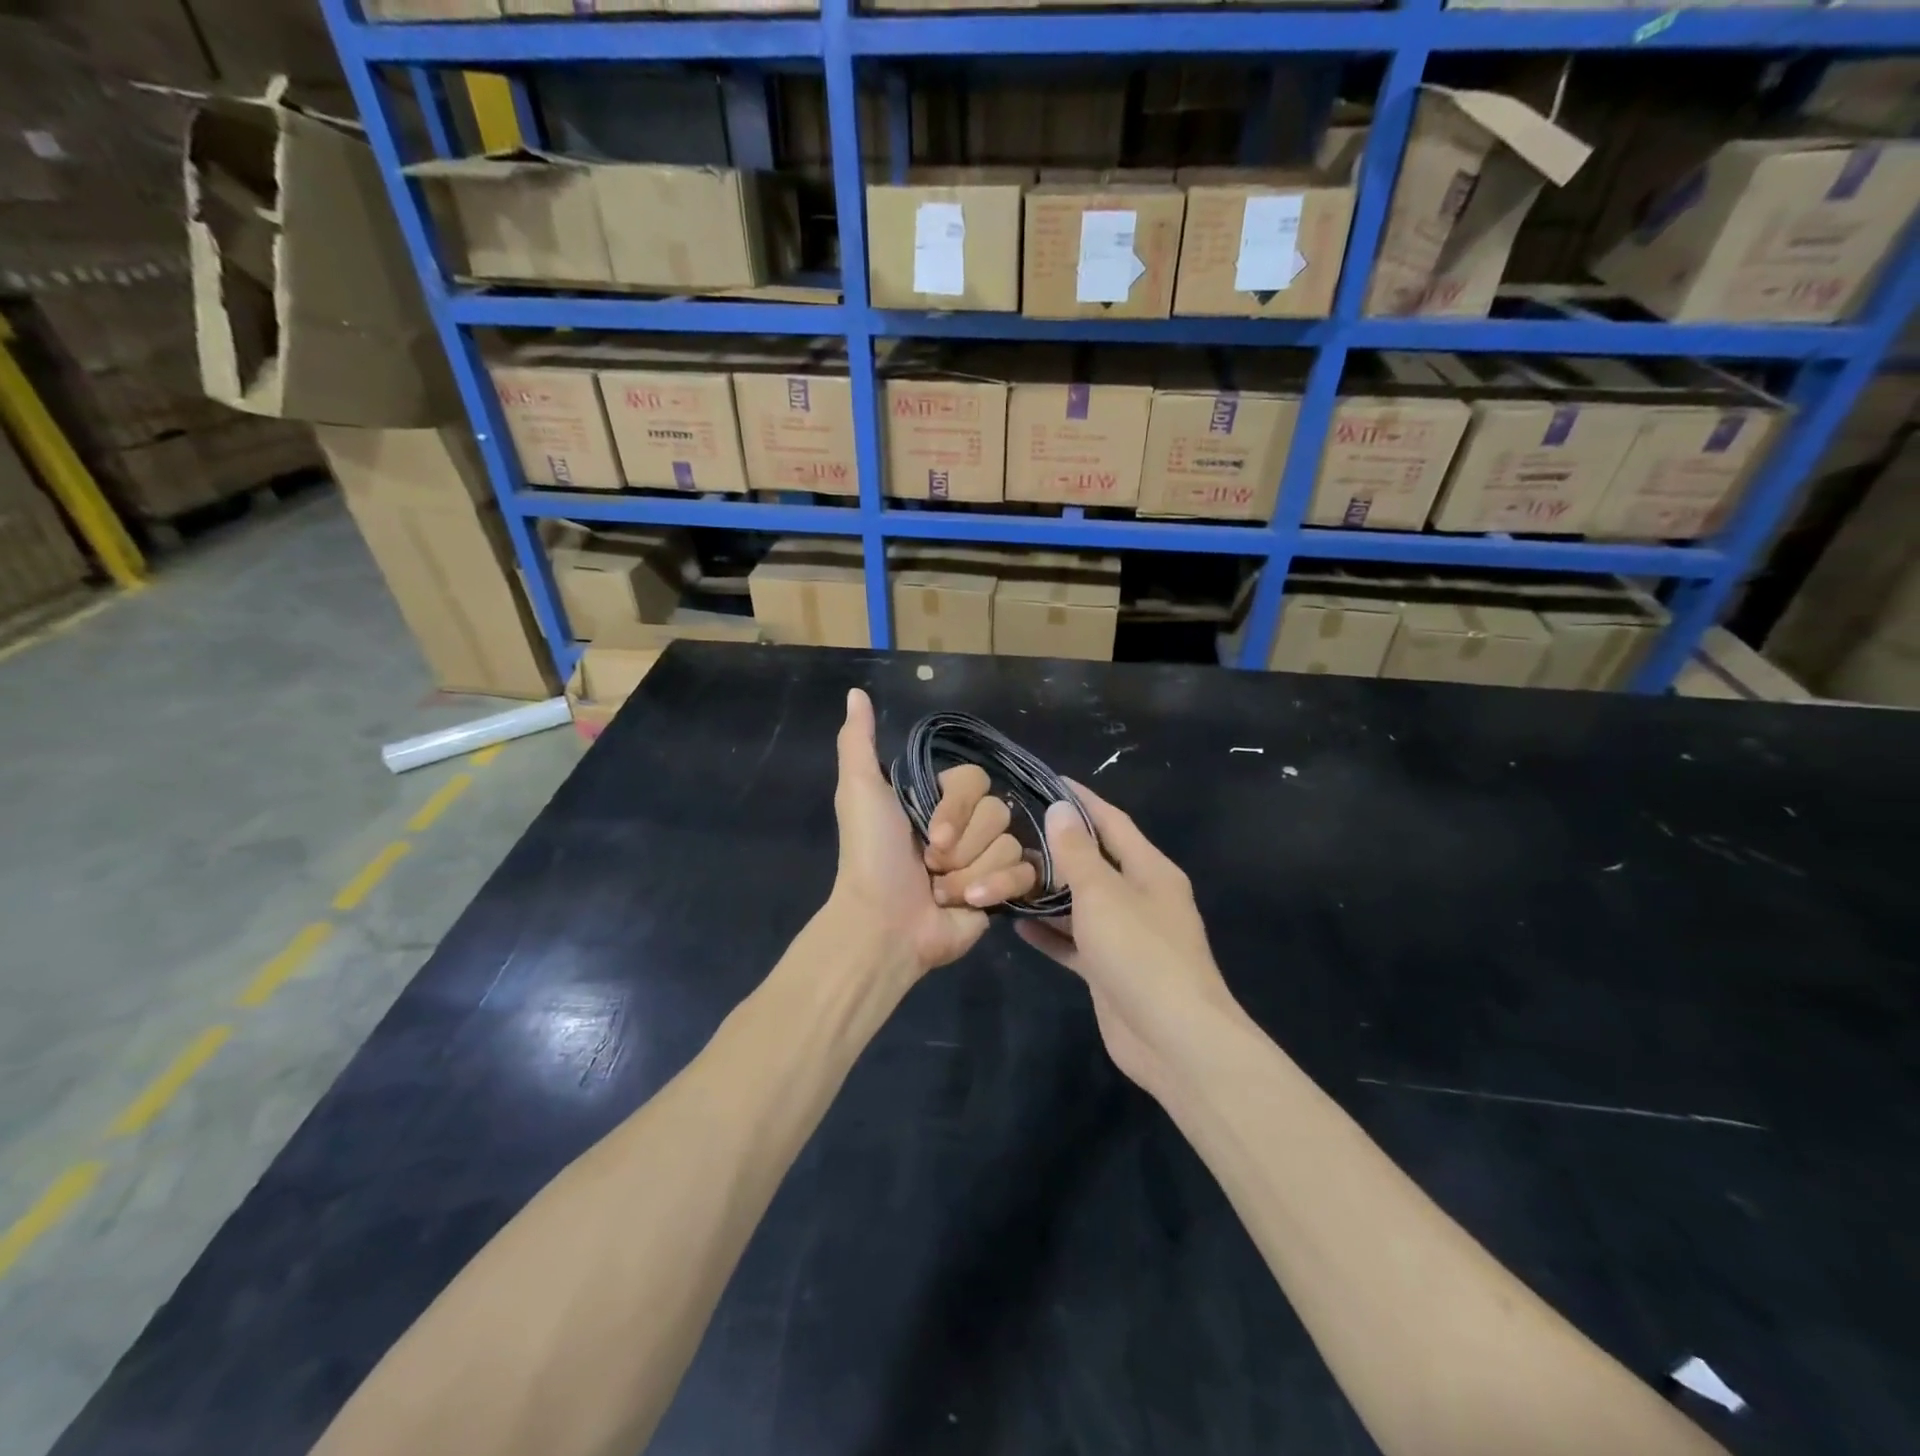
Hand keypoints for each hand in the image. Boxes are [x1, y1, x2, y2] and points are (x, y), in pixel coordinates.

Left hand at [827, 689, 1037, 976]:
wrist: (885, 924)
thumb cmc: (872, 856)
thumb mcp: (860, 791)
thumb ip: (857, 741)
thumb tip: (855, 693)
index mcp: (937, 800)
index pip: (976, 780)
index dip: (957, 807)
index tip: (928, 832)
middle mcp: (964, 826)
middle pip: (997, 812)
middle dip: (962, 843)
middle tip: (930, 864)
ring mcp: (985, 859)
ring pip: (1009, 844)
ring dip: (970, 871)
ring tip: (942, 890)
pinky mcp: (1002, 891)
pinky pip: (1024, 874)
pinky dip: (994, 888)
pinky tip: (968, 903)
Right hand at [1014, 780, 1235, 1093]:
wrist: (1174, 1039)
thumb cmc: (1140, 952)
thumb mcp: (1103, 894)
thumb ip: (1077, 852)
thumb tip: (1060, 808)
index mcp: (1149, 870)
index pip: (1112, 821)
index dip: (1082, 800)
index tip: (1047, 781)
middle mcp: (1140, 897)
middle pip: (1094, 862)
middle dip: (1057, 848)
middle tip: (1012, 831)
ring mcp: (1126, 936)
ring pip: (1081, 904)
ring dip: (1048, 892)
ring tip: (1006, 874)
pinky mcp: (1110, 970)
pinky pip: (1074, 942)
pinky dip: (1050, 933)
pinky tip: (1016, 925)